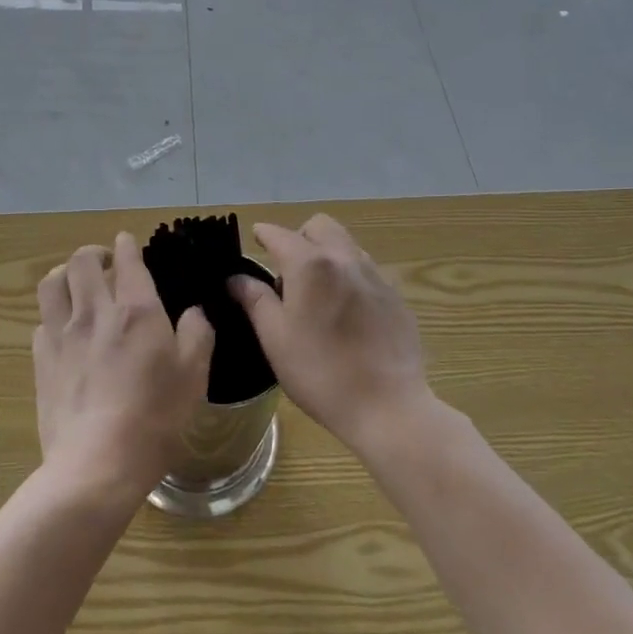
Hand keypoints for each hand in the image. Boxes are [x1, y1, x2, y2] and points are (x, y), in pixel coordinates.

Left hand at [34, 233, 214, 501]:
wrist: (96, 464)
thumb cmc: (155, 418)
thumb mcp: (194, 376)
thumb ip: (197, 334)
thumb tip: (194, 313)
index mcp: (136, 310)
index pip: (127, 259)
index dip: (127, 244)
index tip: (127, 242)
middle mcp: (95, 311)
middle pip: (81, 261)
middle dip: (93, 252)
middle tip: (104, 262)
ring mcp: (62, 335)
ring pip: (52, 283)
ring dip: (64, 274)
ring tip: (75, 284)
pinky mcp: (41, 361)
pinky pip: (41, 321)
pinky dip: (53, 315)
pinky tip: (62, 330)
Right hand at [230, 215, 432, 455]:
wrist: (388, 407)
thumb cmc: (320, 373)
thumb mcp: (275, 338)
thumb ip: (255, 300)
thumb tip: (236, 278)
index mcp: (310, 265)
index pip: (279, 234)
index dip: (263, 234)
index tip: (255, 240)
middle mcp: (344, 258)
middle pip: (319, 226)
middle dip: (300, 237)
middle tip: (289, 271)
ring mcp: (375, 275)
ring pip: (346, 244)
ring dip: (327, 254)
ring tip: (318, 292)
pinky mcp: (396, 296)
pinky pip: (367, 270)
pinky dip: (350, 276)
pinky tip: (347, 312)